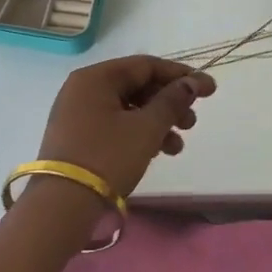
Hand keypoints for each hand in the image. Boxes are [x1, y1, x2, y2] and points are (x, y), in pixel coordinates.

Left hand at [36, 56, 216, 200]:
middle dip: (170, 103)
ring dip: (158, 122)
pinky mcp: (78, 138)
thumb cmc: (107, 157)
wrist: (62, 206)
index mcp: (96, 77)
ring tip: (177, 146)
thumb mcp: (146, 128)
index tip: (210, 90)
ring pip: (128, 108)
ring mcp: (78, 114)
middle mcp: (83, 89)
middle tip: (191, 123)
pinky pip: (116, 125)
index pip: (146, 65)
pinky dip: (139, 134)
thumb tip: (191, 82)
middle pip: (137, 86)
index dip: (181, 75)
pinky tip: (158, 153)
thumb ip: (172, 101)